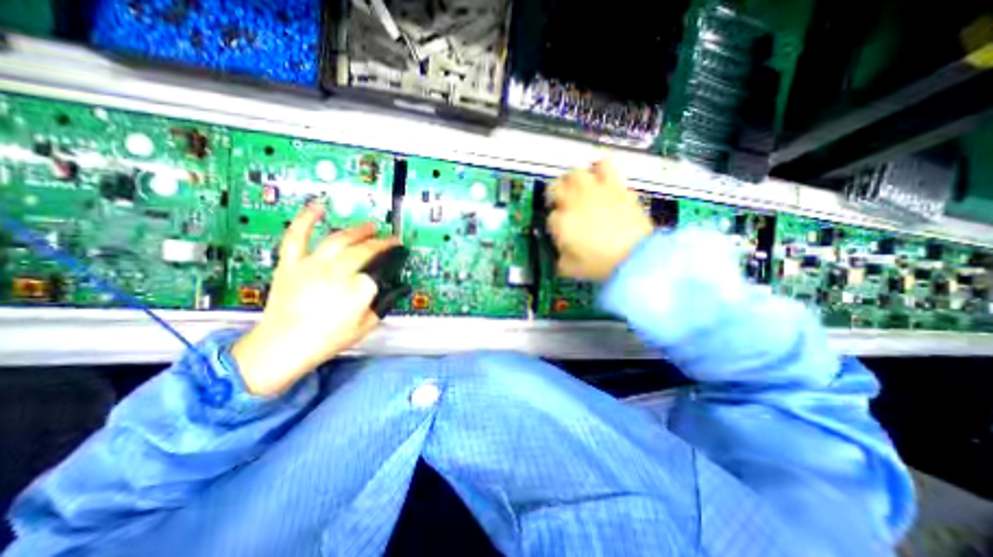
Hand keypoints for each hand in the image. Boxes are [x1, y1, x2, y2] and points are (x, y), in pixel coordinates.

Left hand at [233, 202, 397, 396]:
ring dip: (358, 230)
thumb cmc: (327, 340)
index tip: (398, 256)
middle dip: (381, 243)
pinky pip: (297, 236)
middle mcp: (337, 272)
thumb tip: (397, 289)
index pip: (380, 269)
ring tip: (370, 226)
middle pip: (364, 250)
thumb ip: (384, 304)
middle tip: (390, 240)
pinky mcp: (292, 264)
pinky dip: (306, 219)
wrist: (282, 347)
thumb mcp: (366, 325)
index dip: (391, 262)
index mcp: (357, 289)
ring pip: (339, 239)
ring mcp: (312, 266)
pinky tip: (318, 207)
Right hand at [546, 162, 656, 282]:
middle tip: (561, 204)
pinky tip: (600, 176)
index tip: (561, 232)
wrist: (635, 258)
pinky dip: (600, 169)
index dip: (555, 224)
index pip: (550, 217)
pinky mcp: (615, 187)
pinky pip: (605, 166)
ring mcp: (594, 192)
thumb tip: (561, 253)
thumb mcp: (571, 269)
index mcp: (561, 223)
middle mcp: (573, 203)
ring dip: (573, 181)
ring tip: (577, 188)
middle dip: (555, 196)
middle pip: (556, 188)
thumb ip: (561, 258)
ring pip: (575, 173)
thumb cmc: (601, 265)